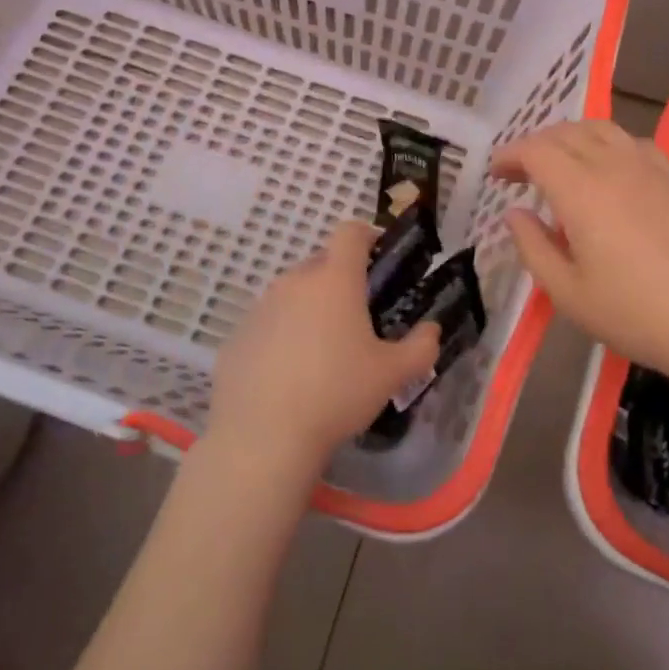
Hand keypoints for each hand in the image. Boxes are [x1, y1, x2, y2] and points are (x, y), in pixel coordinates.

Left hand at [205, 222, 439, 479]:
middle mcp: (294, 282)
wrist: (263, 436)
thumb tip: (431, 330)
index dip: (367, 235)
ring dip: (310, 308)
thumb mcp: (393, 374)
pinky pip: (268, 323)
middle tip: (358, 316)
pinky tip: (290, 374)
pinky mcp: (237, 336)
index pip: (350, 232)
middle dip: (341, 279)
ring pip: (292, 293)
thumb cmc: (337, 393)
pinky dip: (282, 335)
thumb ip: (421, 347)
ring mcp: (260, 308)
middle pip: (321, 263)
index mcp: (335, 280)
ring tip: (323, 350)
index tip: (379, 256)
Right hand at [491, 121, 668, 379]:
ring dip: (571, 137)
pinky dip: (608, 144)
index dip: (511, 155)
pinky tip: (609, 169)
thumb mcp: (567, 293)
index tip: (496, 173)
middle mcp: (614, 166)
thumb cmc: (633, 314)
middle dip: (536, 145)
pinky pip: (633, 142)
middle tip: (520, 172)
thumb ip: (533, 247)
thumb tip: (515, 213)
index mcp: (581, 192)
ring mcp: (649, 168)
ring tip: (560, 162)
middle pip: (567, 133)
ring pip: (602, 129)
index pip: (537, 151)